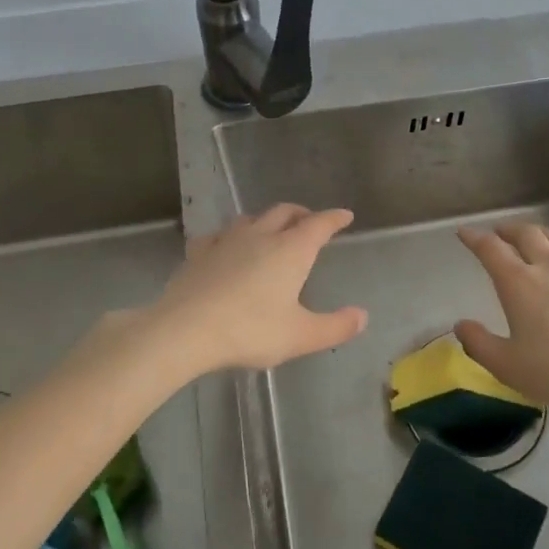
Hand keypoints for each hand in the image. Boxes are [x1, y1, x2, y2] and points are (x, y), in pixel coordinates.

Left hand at [146, 205, 366, 375]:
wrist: (186, 330)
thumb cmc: (250, 330)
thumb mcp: (300, 336)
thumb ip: (335, 326)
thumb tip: (362, 316)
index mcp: (291, 250)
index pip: (319, 225)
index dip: (334, 218)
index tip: (345, 216)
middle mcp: (261, 236)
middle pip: (285, 212)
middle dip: (302, 214)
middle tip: (310, 221)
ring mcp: (226, 241)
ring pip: (251, 218)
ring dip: (267, 220)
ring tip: (271, 230)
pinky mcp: (199, 253)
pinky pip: (218, 235)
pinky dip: (230, 237)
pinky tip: (225, 246)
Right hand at [455, 223, 548, 419]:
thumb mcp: (506, 366)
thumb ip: (478, 343)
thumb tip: (461, 325)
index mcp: (519, 283)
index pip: (491, 249)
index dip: (474, 238)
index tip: (465, 232)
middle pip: (527, 235)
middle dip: (509, 230)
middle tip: (500, 234)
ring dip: (543, 234)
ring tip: (536, 236)